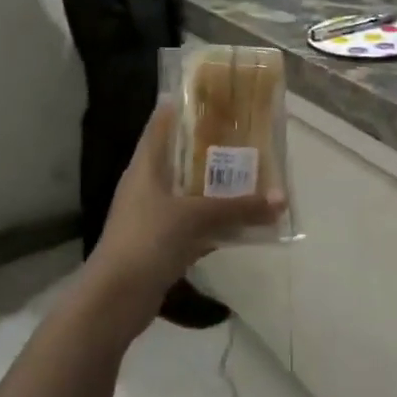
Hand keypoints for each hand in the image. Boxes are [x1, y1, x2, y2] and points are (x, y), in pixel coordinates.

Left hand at [85, 103, 281, 328]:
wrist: (115, 301)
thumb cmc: (147, 241)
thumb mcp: (195, 218)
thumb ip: (239, 207)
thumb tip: (282, 199)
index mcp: (146, 166)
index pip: (163, 122)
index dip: (186, 105)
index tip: (218, 95)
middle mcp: (148, 185)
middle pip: (181, 155)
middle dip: (212, 146)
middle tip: (248, 133)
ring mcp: (153, 215)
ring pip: (189, 190)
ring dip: (216, 185)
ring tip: (252, 172)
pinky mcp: (161, 242)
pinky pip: (194, 222)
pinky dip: (215, 219)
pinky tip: (242, 220)